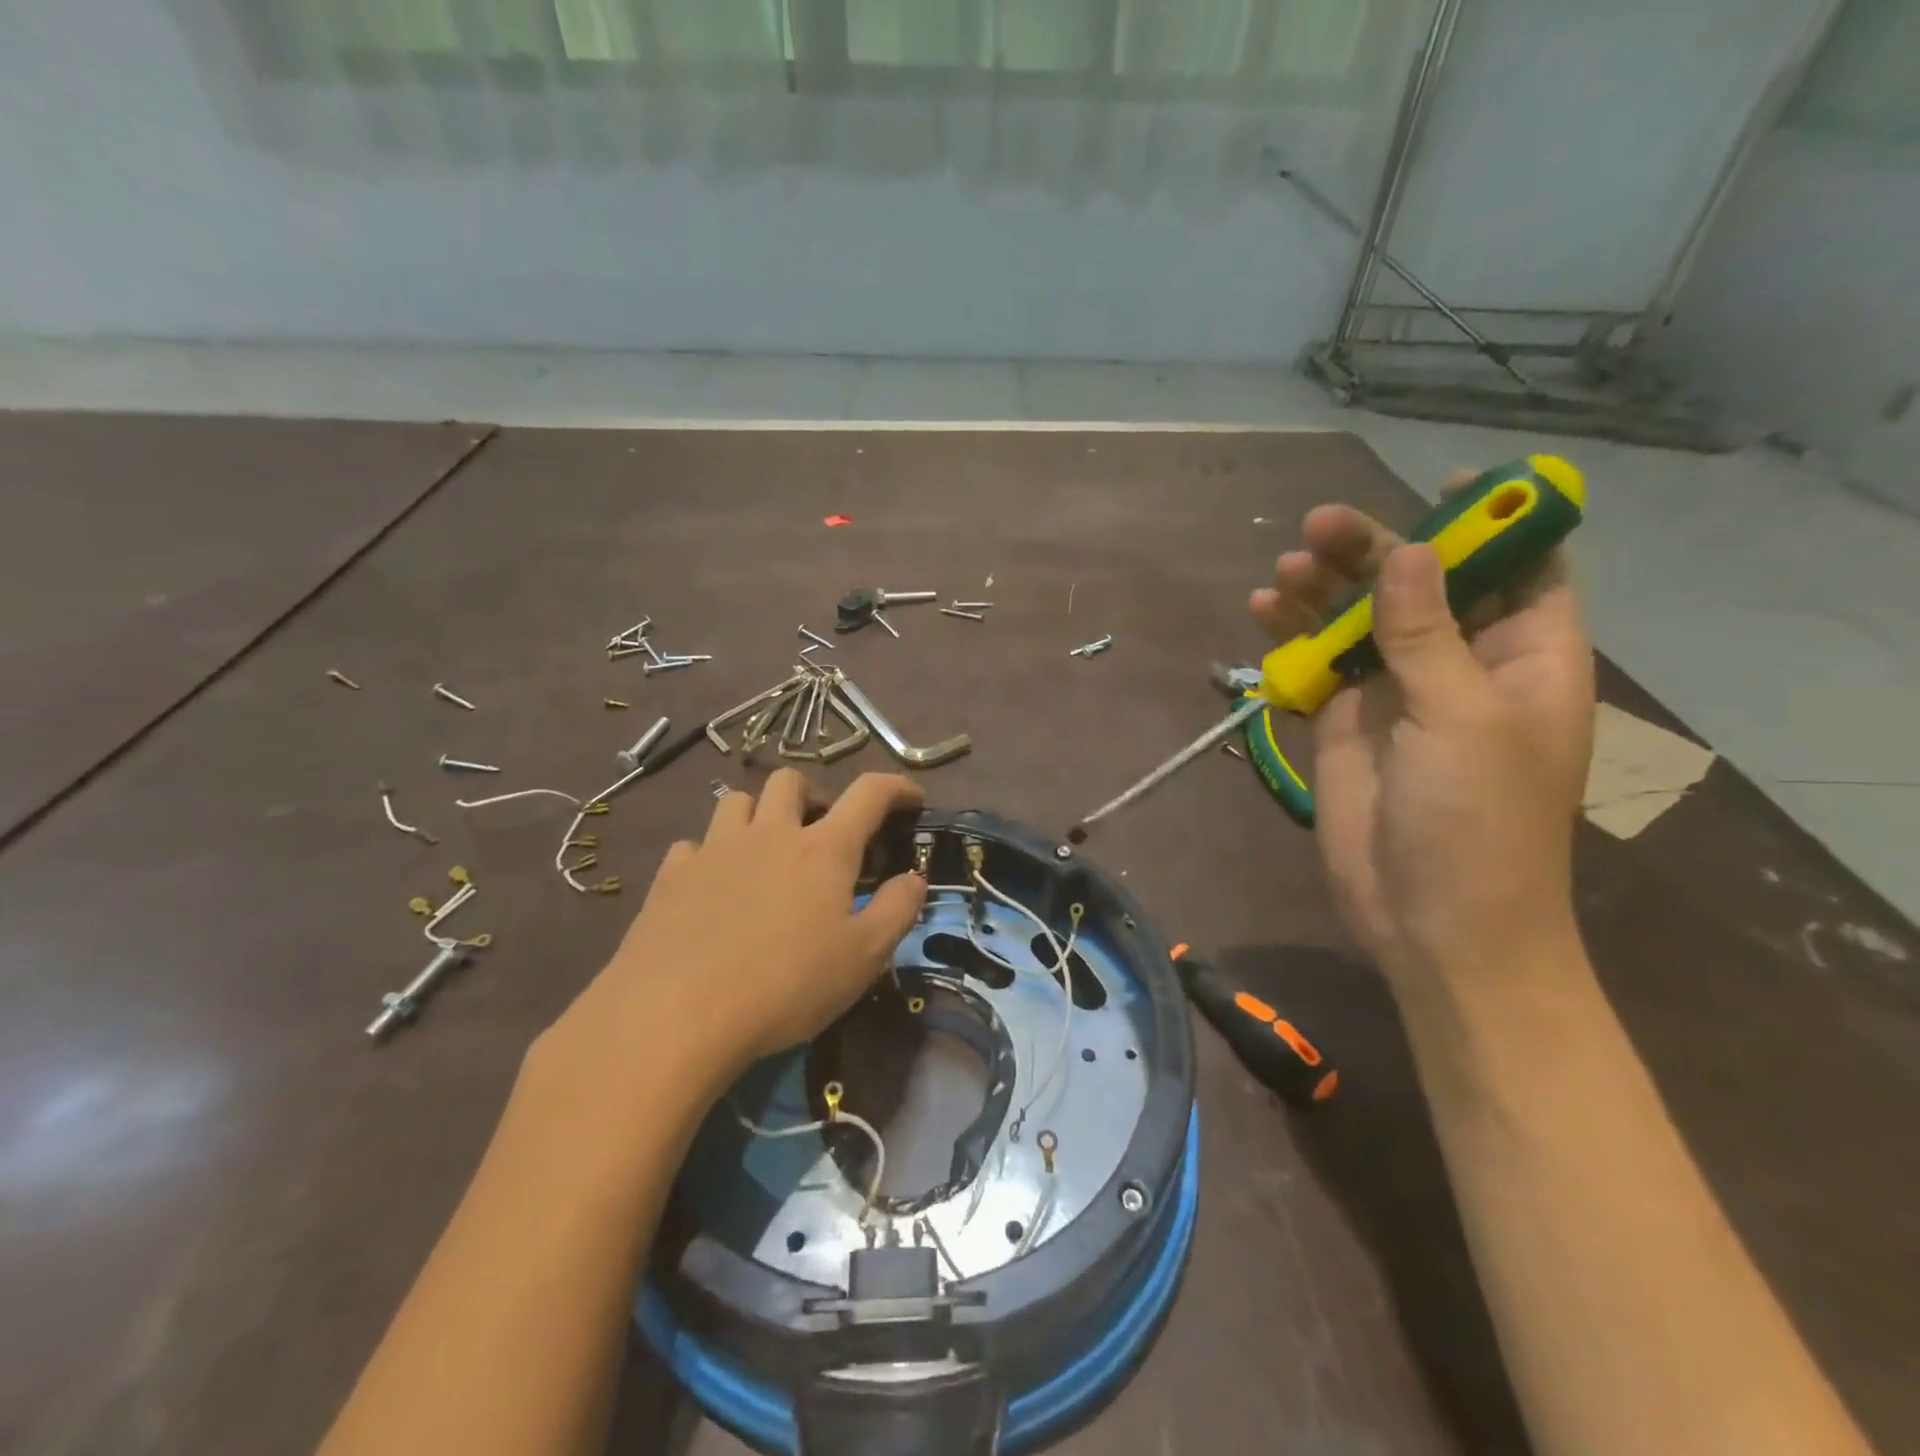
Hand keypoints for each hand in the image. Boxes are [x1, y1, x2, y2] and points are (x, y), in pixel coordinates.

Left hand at [542, 771, 927, 1098]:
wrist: (675, 1014)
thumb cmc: (785, 986)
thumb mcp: (863, 958)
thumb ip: (896, 911)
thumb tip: (915, 878)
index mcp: (823, 849)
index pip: (868, 793)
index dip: (896, 786)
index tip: (911, 797)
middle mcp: (769, 833)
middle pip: (791, 780)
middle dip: (813, 794)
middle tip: (821, 829)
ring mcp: (715, 849)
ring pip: (737, 800)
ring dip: (758, 813)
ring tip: (766, 848)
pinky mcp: (671, 875)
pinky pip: (694, 844)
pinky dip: (711, 854)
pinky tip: (713, 885)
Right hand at [1250, 478, 1594, 984]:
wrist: (1430, 920)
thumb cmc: (1478, 821)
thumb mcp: (1464, 718)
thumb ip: (1429, 634)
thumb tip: (1407, 553)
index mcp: (1525, 657)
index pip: (1523, 568)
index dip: (1494, 524)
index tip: (1450, 485)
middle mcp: (1461, 665)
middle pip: (1419, 585)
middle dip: (1373, 550)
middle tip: (1318, 525)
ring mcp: (1397, 694)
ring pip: (1360, 621)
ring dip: (1322, 591)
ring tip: (1282, 570)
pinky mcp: (1344, 723)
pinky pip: (1318, 665)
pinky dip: (1291, 639)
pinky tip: (1262, 614)